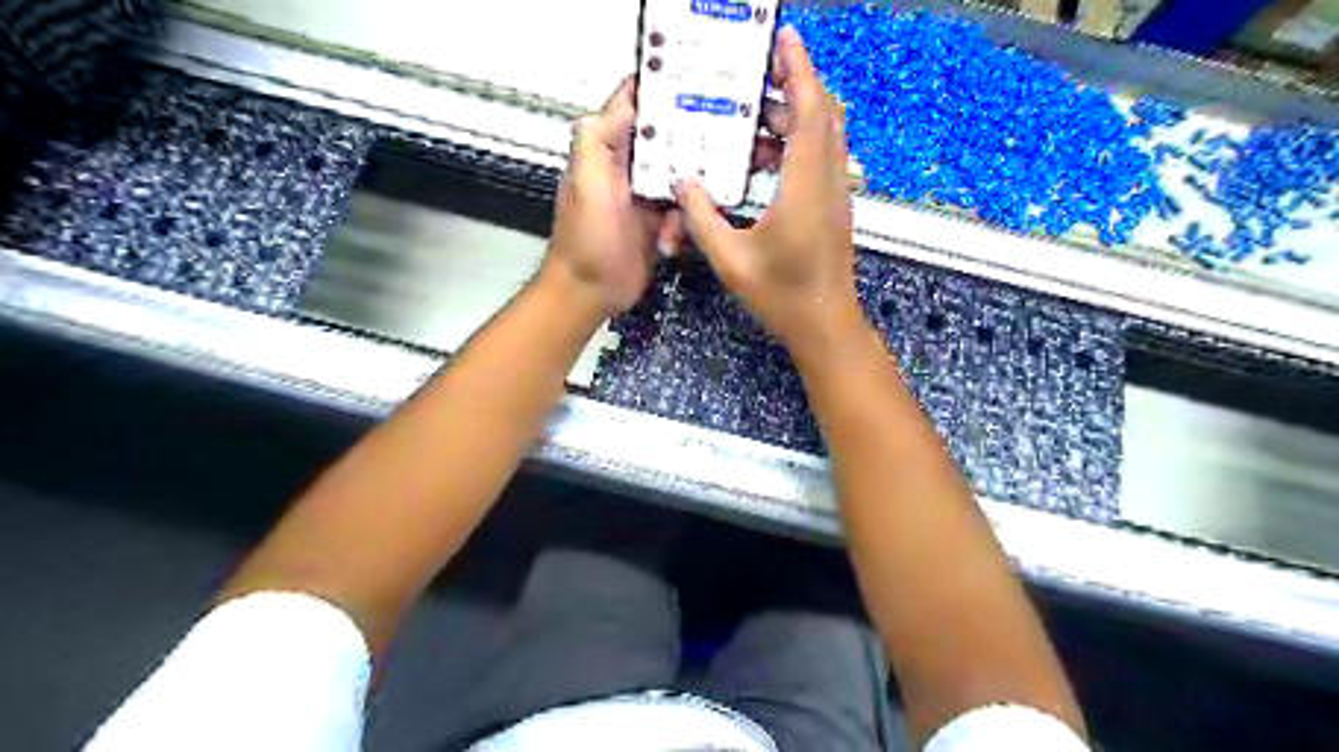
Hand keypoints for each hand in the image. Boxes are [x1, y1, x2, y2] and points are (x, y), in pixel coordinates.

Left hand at [543, 77, 682, 316]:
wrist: (591, 292)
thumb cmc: (584, 241)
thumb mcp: (586, 184)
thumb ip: (597, 139)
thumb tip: (626, 99)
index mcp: (609, 149)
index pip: (637, 103)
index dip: (664, 86)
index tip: (699, 75)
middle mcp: (629, 165)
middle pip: (671, 137)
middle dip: (696, 140)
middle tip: (727, 143)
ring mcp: (647, 194)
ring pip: (684, 174)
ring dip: (692, 193)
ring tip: (686, 214)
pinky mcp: (660, 220)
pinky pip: (686, 209)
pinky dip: (685, 224)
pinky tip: (671, 242)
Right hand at [668, 22, 856, 356]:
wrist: (824, 325)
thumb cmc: (781, 296)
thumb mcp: (730, 259)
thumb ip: (702, 217)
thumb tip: (683, 182)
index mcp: (805, 186)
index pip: (809, 111)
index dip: (799, 69)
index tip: (784, 39)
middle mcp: (827, 181)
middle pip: (821, 115)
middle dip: (792, 87)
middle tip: (755, 78)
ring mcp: (835, 194)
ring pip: (823, 136)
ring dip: (793, 119)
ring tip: (752, 121)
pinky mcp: (833, 208)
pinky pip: (820, 159)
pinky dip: (797, 145)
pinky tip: (764, 161)